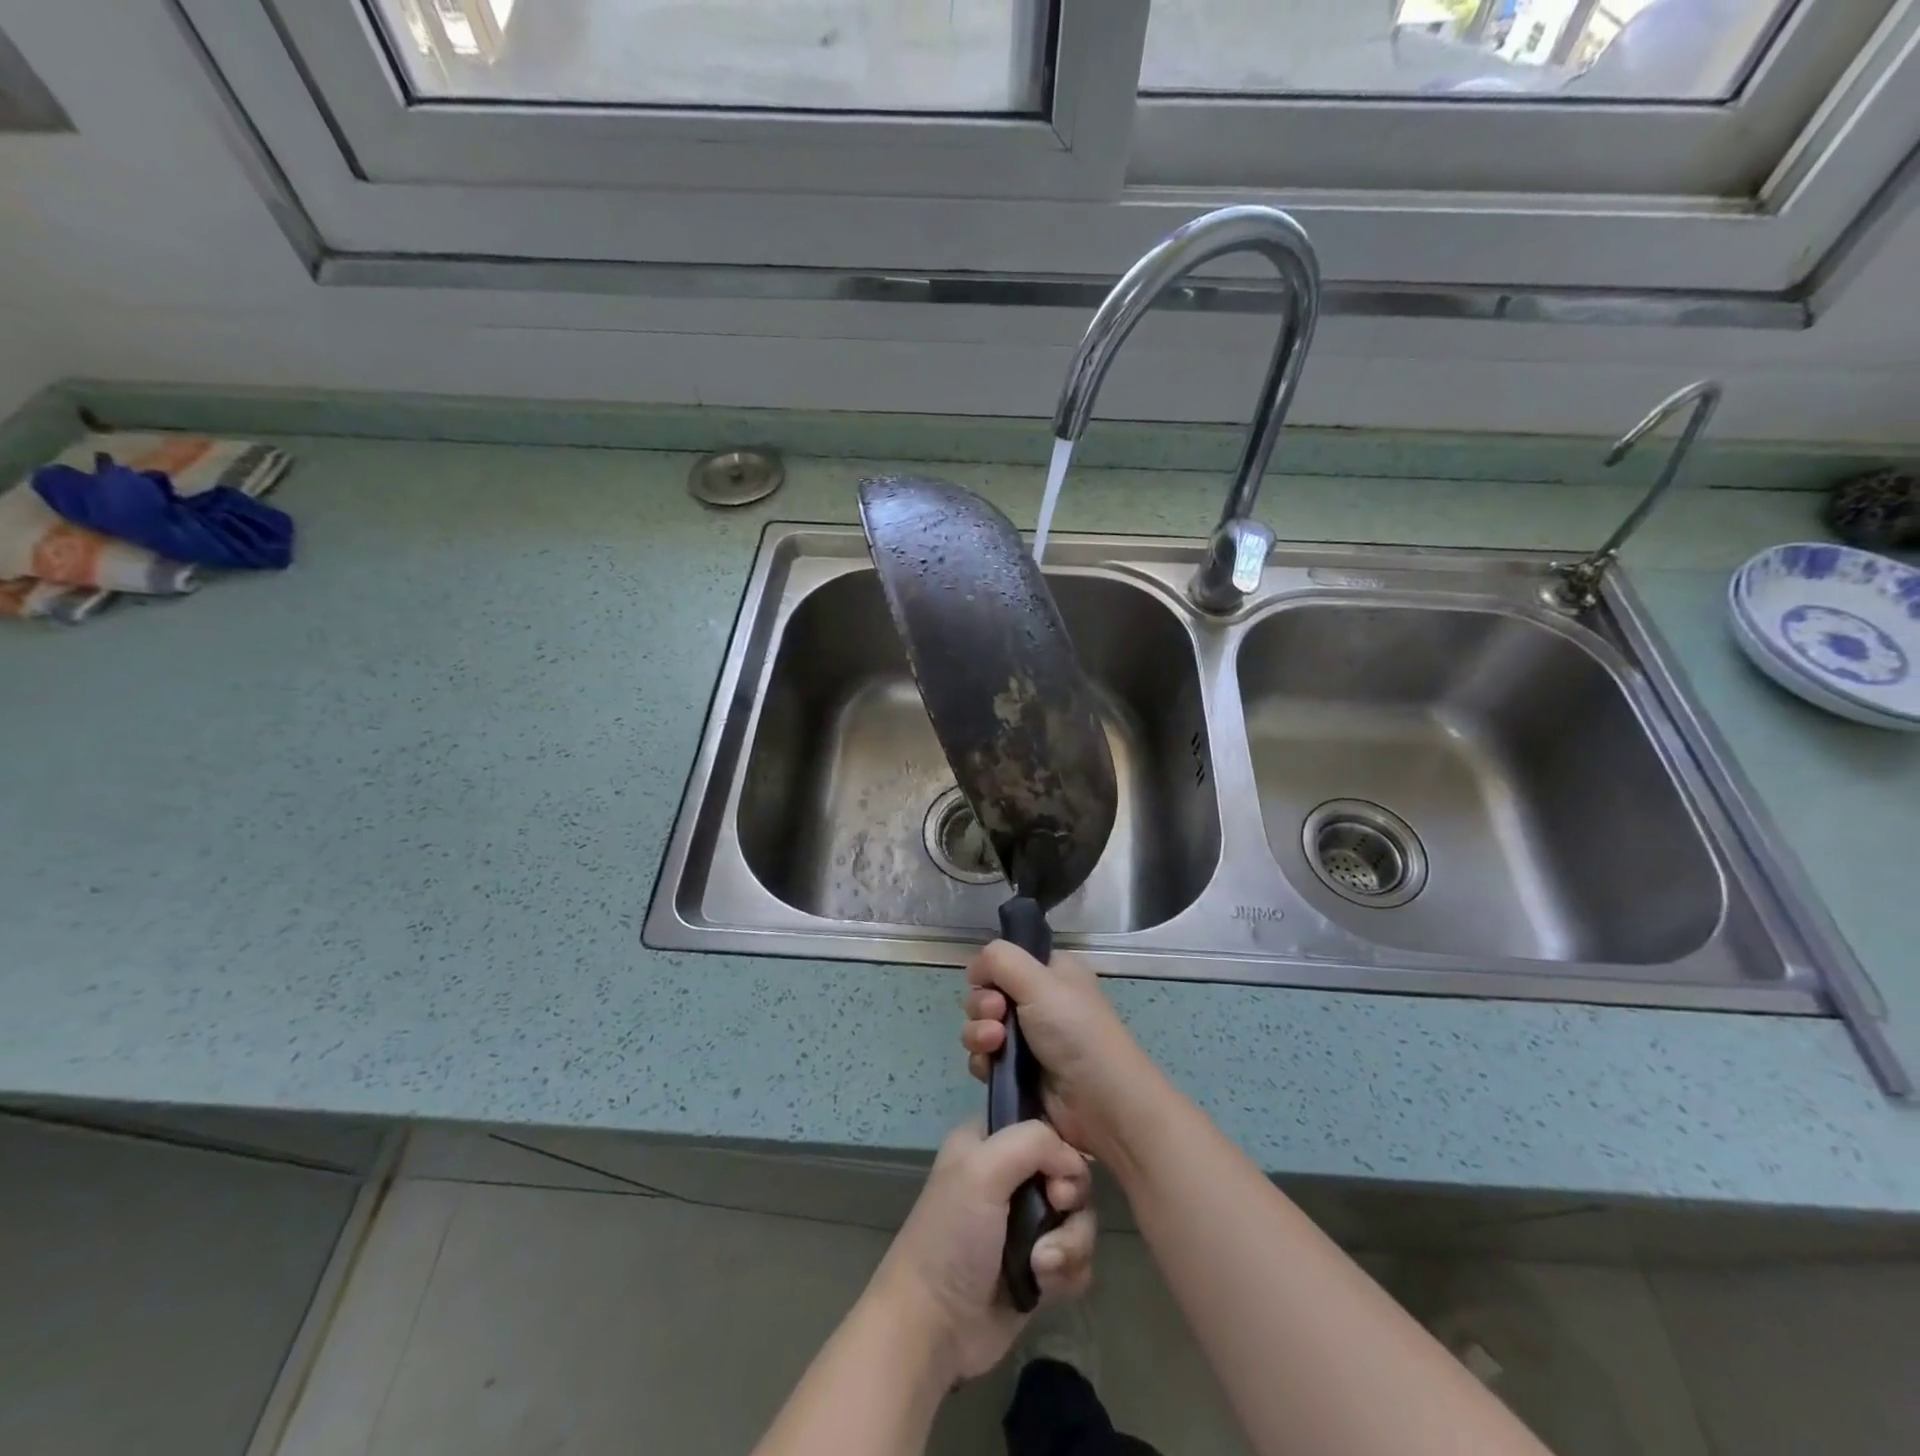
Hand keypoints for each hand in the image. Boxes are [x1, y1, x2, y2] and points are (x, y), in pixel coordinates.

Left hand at [868, 1120, 1094, 1384]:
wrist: (934, 1327)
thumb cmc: (952, 1237)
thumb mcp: (982, 1170)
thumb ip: (1033, 1143)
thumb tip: (1075, 1162)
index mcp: (989, 1142)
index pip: (1043, 1125)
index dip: (1059, 1148)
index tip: (1053, 1175)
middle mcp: (1010, 1176)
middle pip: (1069, 1173)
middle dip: (1069, 1201)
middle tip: (1053, 1212)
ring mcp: (1026, 1224)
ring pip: (1078, 1217)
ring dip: (1069, 1243)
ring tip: (1041, 1266)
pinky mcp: (1040, 1267)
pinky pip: (1078, 1258)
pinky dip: (1069, 1272)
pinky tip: (1044, 1286)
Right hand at [960, 941, 1152, 1164]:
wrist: (1101, 1105)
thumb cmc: (1076, 1032)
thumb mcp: (1041, 982)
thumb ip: (1002, 960)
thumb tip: (976, 965)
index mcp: (1053, 974)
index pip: (1008, 960)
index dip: (992, 969)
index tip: (987, 981)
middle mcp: (1040, 1002)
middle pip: (989, 993)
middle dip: (983, 1004)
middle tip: (997, 1013)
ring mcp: (1028, 1041)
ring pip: (982, 1026)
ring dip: (979, 1032)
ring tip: (994, 1043)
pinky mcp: (1018, 1075)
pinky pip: (985, 1059)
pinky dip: (982, 1060)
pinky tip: (991, 1068)